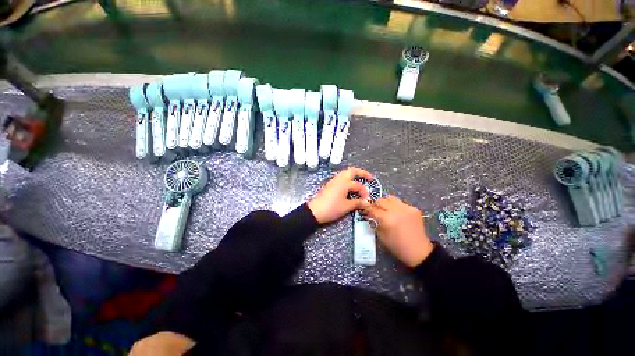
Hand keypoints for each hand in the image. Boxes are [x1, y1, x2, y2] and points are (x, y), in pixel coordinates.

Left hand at [307, 167, 373, 223]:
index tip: (367, 200)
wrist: (315, 211)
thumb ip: (358, 203)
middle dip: (362, 173)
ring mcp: (333, 181)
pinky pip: (341, 178)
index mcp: (344, 183)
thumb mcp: (346, 206)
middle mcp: (339, 179)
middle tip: (369, 178)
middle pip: (352, 170)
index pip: (358, 185)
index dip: (365, 192)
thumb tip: (367, 202)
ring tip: (361, 181)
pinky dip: (348, 179)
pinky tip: (350, 187)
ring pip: (346, 173)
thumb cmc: (331, 208)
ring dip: (354, 175)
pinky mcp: (330, 185)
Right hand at [362, 195, 433, 267]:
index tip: (365, 211)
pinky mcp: (414, 208)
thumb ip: (375, 223)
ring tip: (385, 209)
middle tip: (374, 210)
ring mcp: (406, 208)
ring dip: (385, 203)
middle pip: (381, 200)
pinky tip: (396, 214)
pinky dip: (395, 206)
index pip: (373, 209)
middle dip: (375, 204)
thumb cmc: (397, 247)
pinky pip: (400, 203)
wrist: (419, 251)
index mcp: (387, 219)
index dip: (367, 209)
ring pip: (390, 198)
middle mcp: (396, 211)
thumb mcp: (381, 236)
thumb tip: (371, 215)